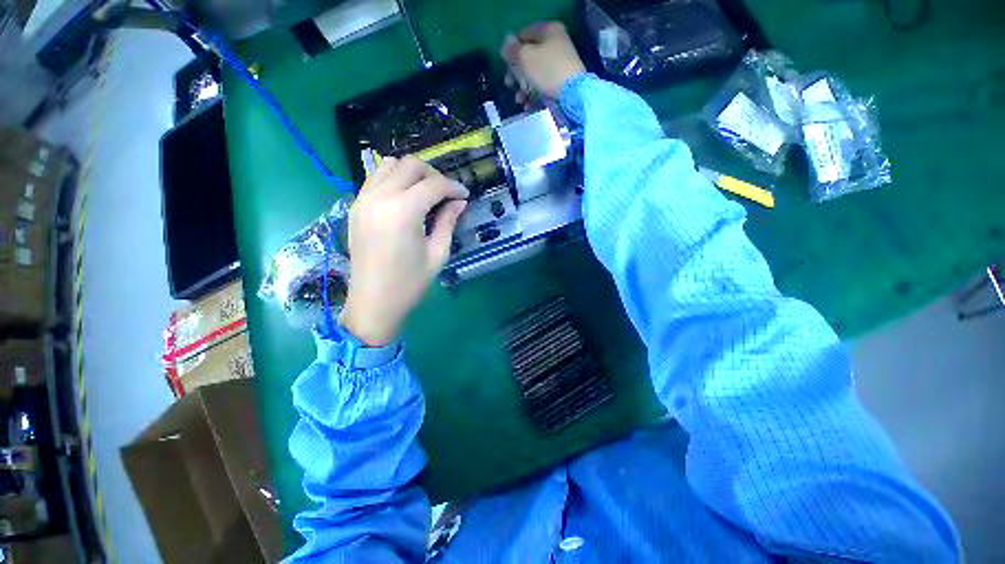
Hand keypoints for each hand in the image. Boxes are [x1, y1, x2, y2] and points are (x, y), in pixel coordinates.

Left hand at [340, 156, 468, 345]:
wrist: (373, 303)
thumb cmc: (410, 283)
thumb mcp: (437, 253)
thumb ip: (448, 222)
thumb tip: (459, 202)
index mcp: (403, 211)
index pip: (433, 184)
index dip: (453, 187)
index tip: (465, 196)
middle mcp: (379, 197)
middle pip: (409, 165)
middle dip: (433, 174)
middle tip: (446, 194)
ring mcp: (363, 200)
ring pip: (388, 165)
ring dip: (411, 173)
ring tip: (425, 193)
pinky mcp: (355, 207)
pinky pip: (375, 179)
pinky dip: (393, 180)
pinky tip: (405, 199)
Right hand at [501, 22, 585, 104]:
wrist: (573, 94)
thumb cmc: (547, 71)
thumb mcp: (524, 57)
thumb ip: (512, 51)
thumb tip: (506, 47)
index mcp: (548, 31)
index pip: (523, 35)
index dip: (512, 50)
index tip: (505, 65)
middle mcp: (556, 44)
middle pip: (529, 57)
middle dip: (517, 74)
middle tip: (509, 84)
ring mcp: (560, 64)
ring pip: (535, 74)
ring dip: (524, 88)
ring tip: (519, 100)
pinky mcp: (562, 82)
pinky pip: (544, 86)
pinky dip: (535, 95)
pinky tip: (528, 105)